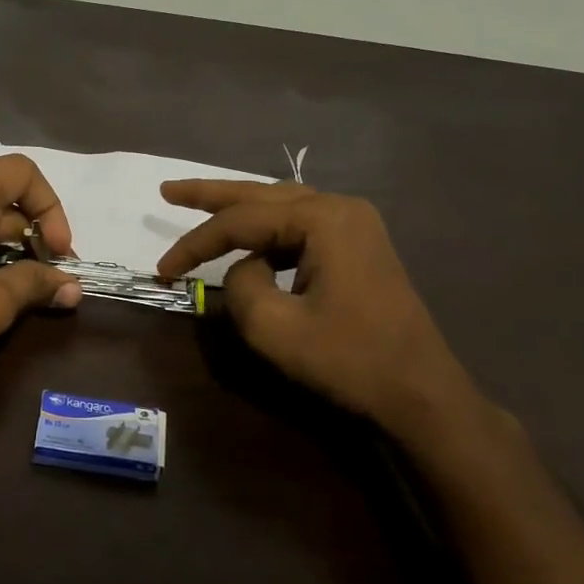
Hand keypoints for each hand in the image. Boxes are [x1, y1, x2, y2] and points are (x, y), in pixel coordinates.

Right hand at [158, 181, 502, 456]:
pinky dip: (266, 231)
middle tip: (167, 190)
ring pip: (281, 206)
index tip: (162, 270)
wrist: (420, 393)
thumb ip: (240, 286)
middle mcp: (341, 208)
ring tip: (197, 205)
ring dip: (238, 208)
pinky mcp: (358, 247)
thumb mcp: (274, 328)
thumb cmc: (349, 360)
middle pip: (261, 195)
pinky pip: (299, 226)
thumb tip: (243, 269)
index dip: (195, 243)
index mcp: (324, 219)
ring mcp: (355, 226)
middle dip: (210, 195)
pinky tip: (247, 241)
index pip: (241, 221)